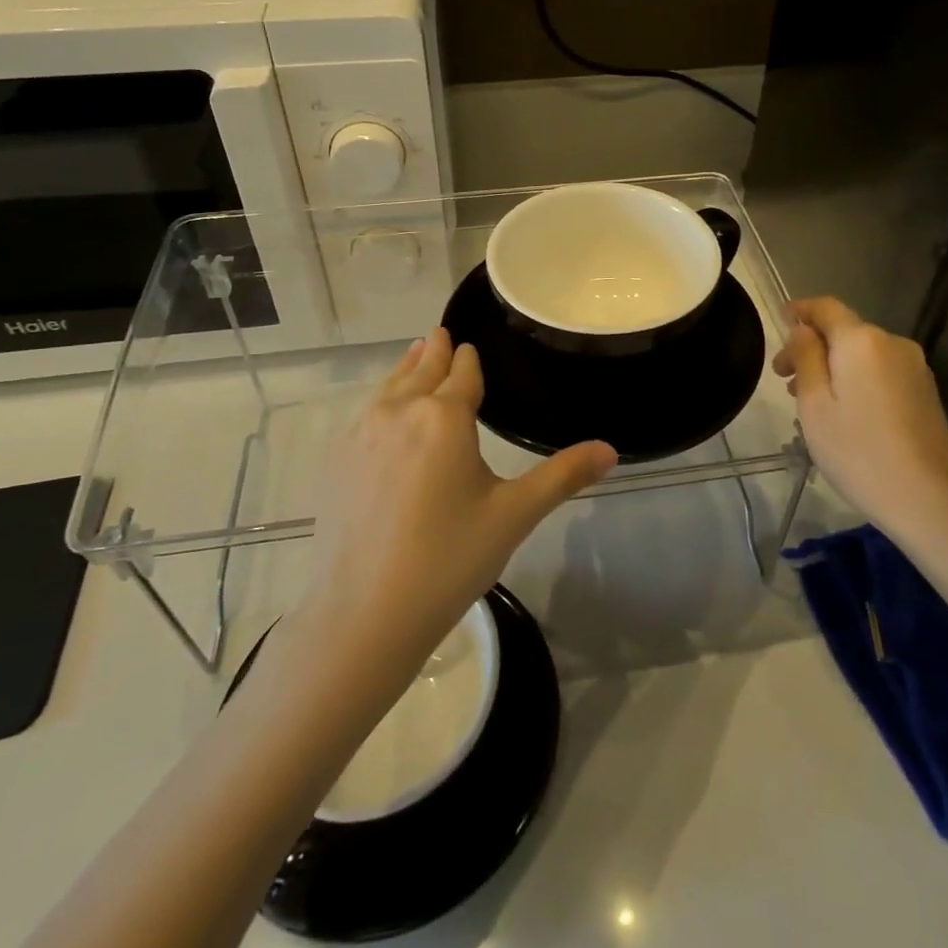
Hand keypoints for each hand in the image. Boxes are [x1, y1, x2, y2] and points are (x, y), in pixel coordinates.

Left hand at [309, 327, 616, 656]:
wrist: (364, 614)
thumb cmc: (449, 559)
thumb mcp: (514, 515)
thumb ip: (563, 476)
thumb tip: (611, 450)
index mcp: (445, 416)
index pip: (462, 372)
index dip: (470, 359)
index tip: (472, 346)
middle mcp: (400, 411)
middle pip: (422, 369)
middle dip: (436, 351)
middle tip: (442, 334)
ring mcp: (361, 433)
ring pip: (390, 386)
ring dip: (407, 368)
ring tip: (417, 353)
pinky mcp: (336, 459)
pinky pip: (366, 412)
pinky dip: (382, 398)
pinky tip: (383, 411)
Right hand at [774, 297, 947, 542]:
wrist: (930, 500)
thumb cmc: (858, 450)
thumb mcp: (815, 404)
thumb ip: (806, 357)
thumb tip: (802, 329)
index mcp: (862, 340)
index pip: (826, 307)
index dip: (800, 310)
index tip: (779, 320)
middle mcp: (892, 343)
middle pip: (844, 332)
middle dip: (812, 347)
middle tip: (784, 380)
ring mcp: (914, 368)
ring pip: (863, 354)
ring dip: (833, 366)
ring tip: (811, 401)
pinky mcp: (925, 392)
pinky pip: (881, 372)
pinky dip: (856, 379)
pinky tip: (844, 412)